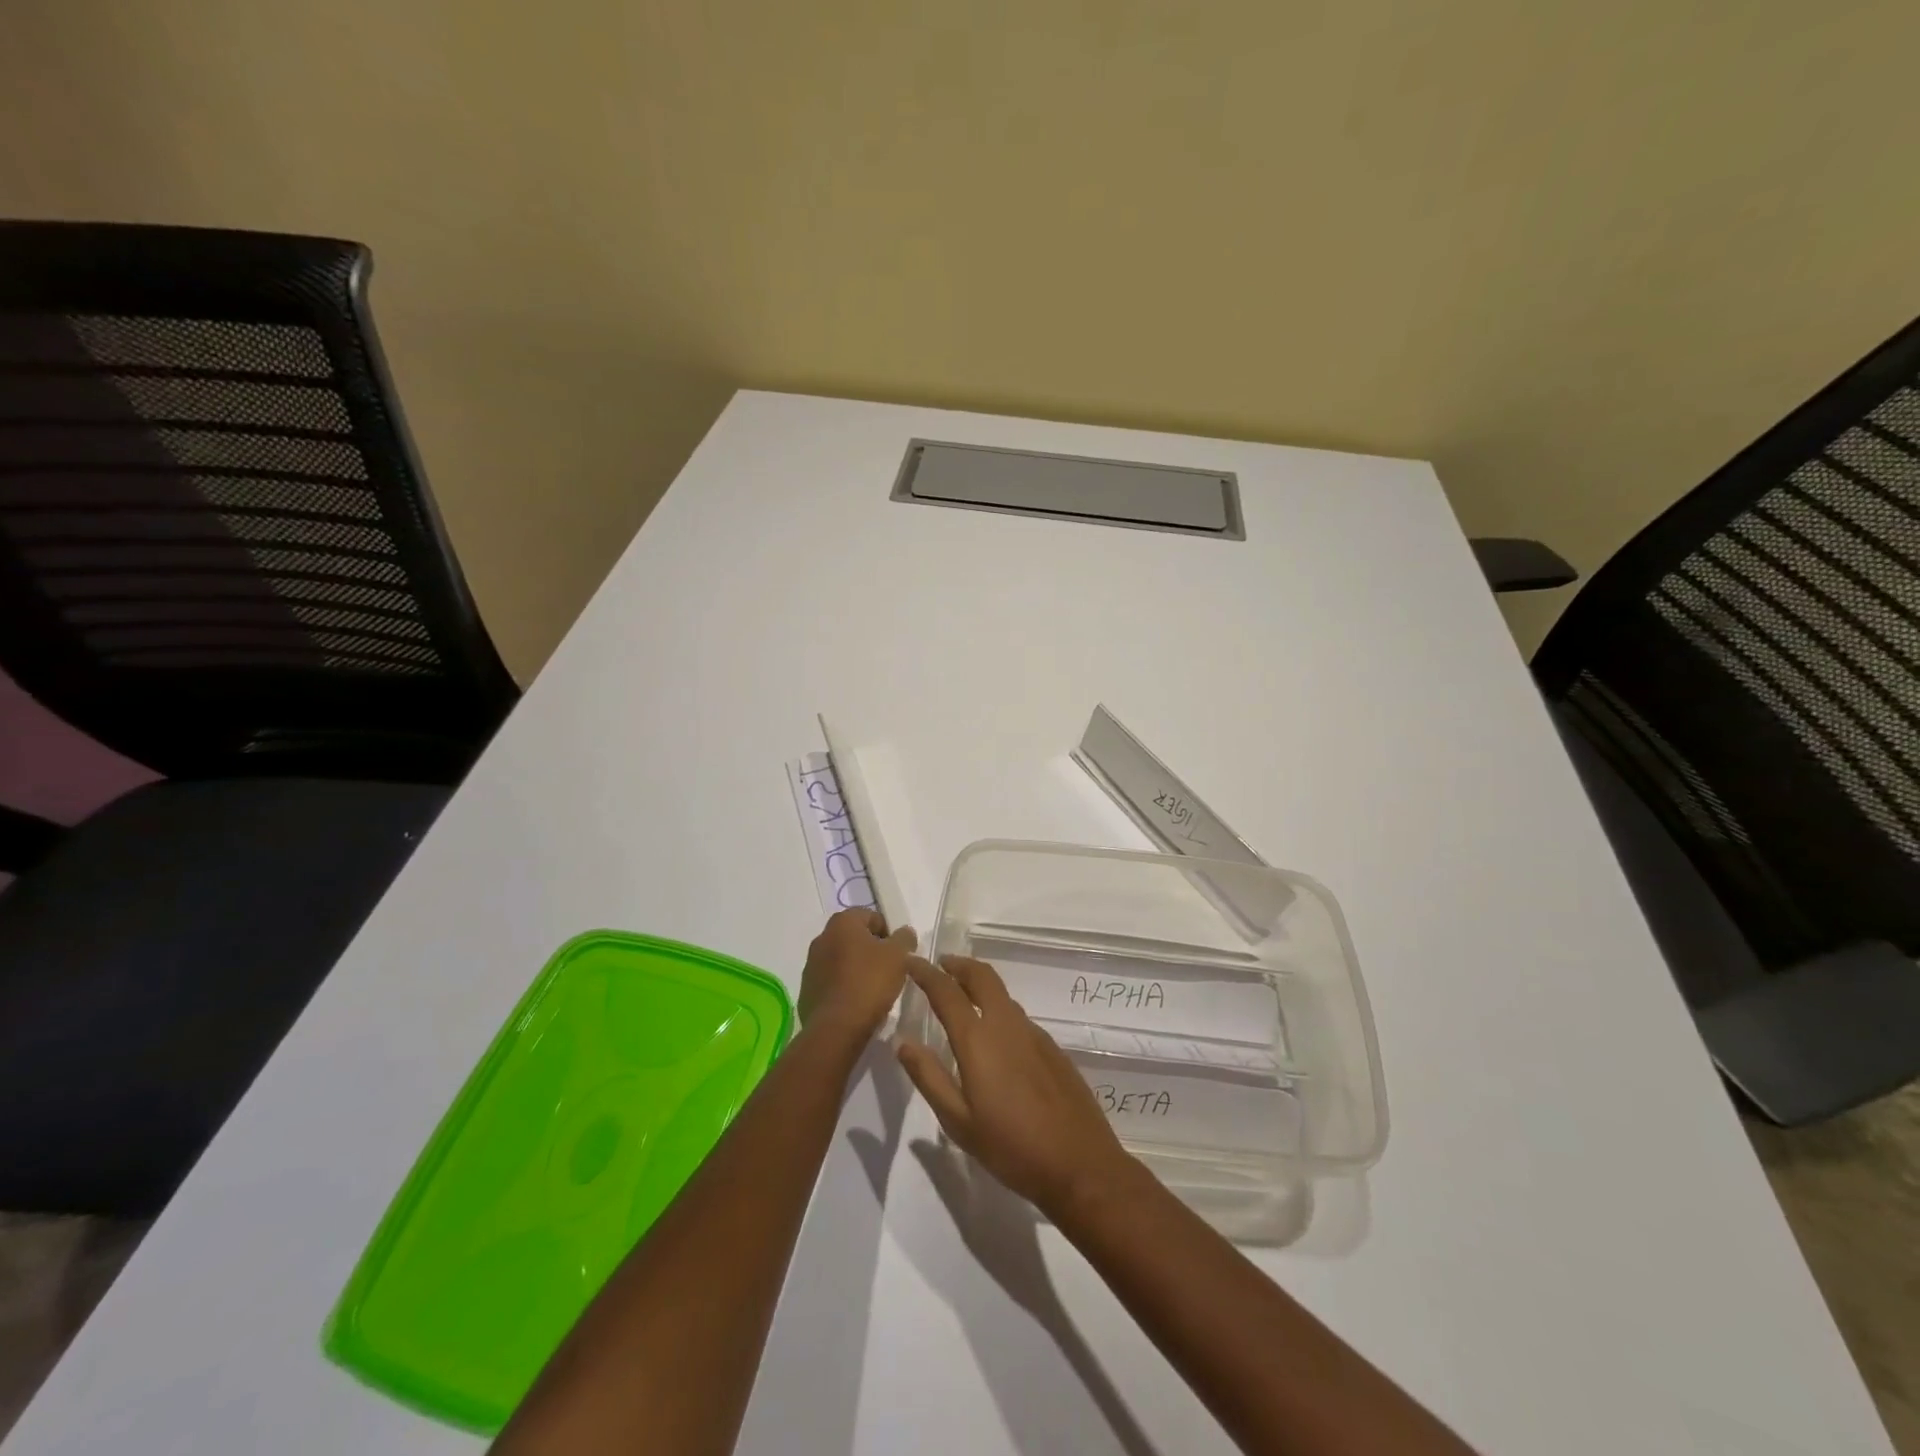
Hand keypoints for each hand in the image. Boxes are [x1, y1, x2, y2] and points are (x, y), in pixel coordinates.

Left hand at [799, 908, 919, 1038]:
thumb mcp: (898, 956)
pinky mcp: (806, 990)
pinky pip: (831, 981)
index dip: (888, 933)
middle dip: (871, 949)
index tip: (898, 953)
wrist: (837, 1028)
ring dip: (855, 968)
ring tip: (872, 989)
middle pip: (853, 937)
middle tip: (888, 969)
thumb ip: (904, 939)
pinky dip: (843, 986)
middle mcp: (822, 938)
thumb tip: (904, 932)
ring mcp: (811, 965)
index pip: (870, 916)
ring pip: (840, 959)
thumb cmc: (870, 983)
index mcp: (842, 923)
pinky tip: (856, 1002)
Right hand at [898, 955, 1135, 1216]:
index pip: (947, 991)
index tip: (911, 961)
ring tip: (962, 998)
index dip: (926, 973)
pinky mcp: (1052, 1048)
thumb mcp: (958, 1121)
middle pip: (982, 976)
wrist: (1080, 1164)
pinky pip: (1018, 1017)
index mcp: (979, 1039)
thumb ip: (929, 1077)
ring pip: (1002, 995)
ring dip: (980, 986)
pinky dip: (999, 1010)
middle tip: (940, 966)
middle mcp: (1007, 1025)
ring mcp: (1034, 1034)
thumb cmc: (1011, 1147)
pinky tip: (995, 1038)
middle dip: (958, 965)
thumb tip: (903, 1042)